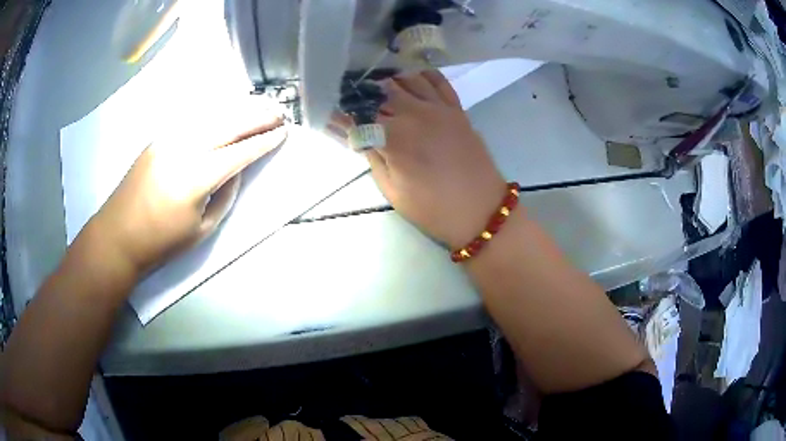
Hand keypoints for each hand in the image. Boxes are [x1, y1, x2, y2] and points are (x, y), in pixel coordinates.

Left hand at [90, 109, 287, 274]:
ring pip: (210, 116)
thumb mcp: (201, 229)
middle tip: (279, 113)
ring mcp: (167, 140)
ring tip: (259, 108)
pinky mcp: (158, 138)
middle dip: (257, 117)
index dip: (263, 142)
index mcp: (195, 179)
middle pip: (227, 125)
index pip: (238, 152)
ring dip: (238, 110)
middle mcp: (182, 150)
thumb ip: (224, 195)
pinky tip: (226, 113)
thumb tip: (235, 170)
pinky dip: (215, 114)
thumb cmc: (161, 243)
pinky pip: (193, 120)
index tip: (282, 133)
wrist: (118, 236)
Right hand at [334, 71, 505, 248]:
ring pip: (407, 79)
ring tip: (379, 88)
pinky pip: (438, 81)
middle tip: (355, 99)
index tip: (335, 112)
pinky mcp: (457, 109)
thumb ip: (371, 156)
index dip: (345, 112)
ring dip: (389, 80)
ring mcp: (439, 108)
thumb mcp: (392, 189)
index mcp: (394, 136)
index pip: (360, 113)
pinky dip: (421, 75)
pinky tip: (411, 78)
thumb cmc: (433, 208)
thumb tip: (354, 133)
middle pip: (381, 90)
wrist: (481, 211)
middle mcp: (415, 113)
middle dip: (363, 92)